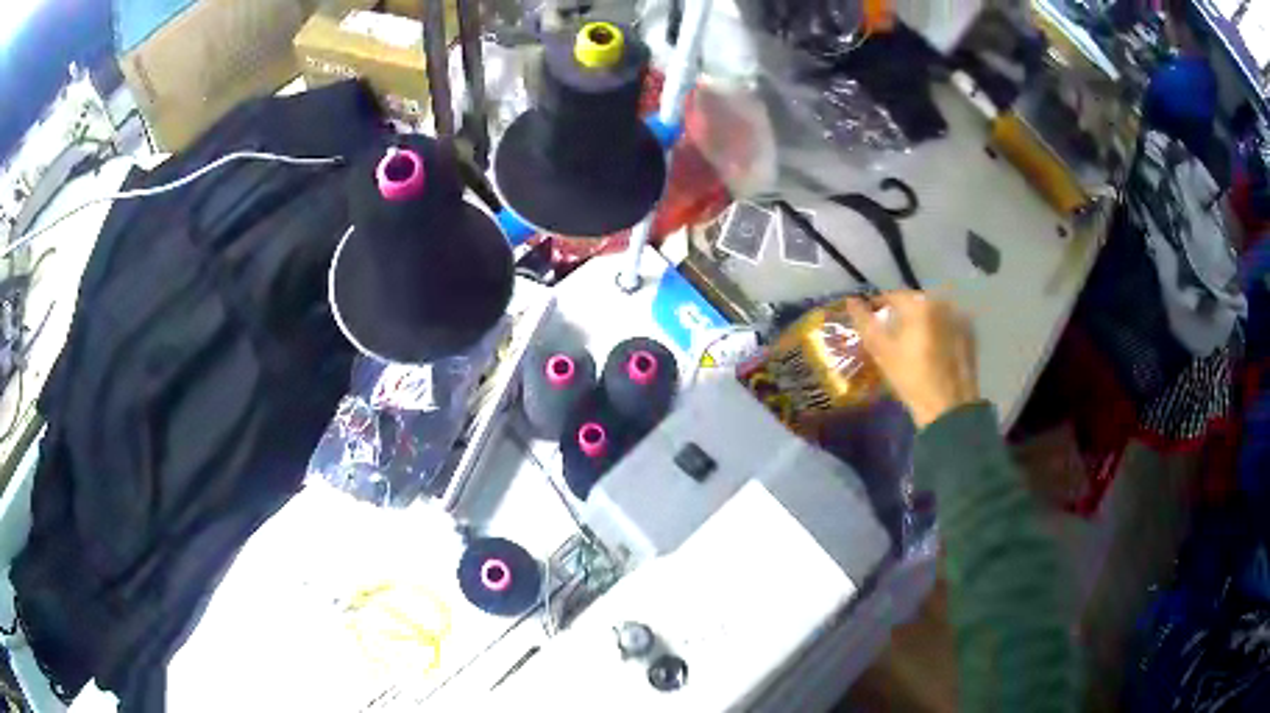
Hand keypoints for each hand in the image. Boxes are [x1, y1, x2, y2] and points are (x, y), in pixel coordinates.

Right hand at [844, 292, 979, 429]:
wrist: (949, 408)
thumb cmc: (911, 379)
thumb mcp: (881, 351)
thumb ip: (864, 321)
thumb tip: (851, 301)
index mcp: (920, 304)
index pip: (892, 296)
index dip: (877, 307)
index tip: (869, 320)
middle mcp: (942, 303)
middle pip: (915, 303)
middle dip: (901, 315)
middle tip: (890, 334)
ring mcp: (959, 318)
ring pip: (933, 314)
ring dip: (921, 323)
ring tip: (912, 345)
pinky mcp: (970, 335)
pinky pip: (948, 325)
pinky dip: (938, 332)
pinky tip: (932, 351)